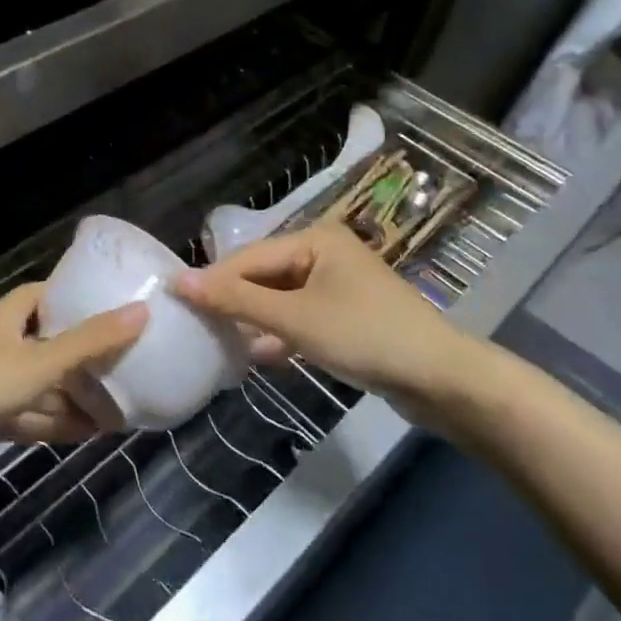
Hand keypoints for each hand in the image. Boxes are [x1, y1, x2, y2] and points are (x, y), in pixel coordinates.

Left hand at [0, 284, 145, 484]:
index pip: (49, 295)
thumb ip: (90, 341)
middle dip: (88, 356)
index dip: (80, 298)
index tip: (117, 306)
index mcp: (12, 316)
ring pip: (46, 384)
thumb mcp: (39, 361)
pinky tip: (93, 432)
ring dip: (78, 395)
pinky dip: (59, 422)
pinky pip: (33, 415)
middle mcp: (4, 343)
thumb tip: (142, 310)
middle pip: (53, 342)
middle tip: (133, 364)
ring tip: (125, 404)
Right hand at [174, 223, 491, 429]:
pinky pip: (300, 318)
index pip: (250, 258)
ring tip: (221, 343)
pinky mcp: (347, 317)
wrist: (443, 382)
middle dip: (234, 302)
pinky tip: (259, 357)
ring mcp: (337, 286)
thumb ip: (237, 301)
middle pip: (264, 276)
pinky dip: (280, 334)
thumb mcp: (295, 319)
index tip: (176, 302)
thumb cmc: (366, 336)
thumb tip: (180, 282)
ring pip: (280, 299)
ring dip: (255, 321)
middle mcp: (324, 254)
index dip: (214, 280)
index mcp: (315, 239)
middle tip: (197, 327)